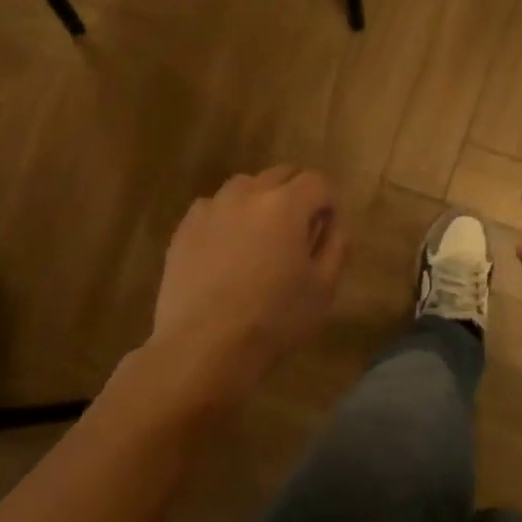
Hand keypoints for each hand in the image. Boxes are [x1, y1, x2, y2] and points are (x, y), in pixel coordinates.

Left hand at [151, 166, 348, 395]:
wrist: (204, 346)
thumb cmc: (274, 319)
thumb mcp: (323, 289)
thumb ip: (336, 247)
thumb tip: (335, 224)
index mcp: (286, 205)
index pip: (316, 182)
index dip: (327, 202)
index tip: (326, 228)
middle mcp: (247, 194)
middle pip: (279, 175)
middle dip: (295, 194)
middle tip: (298, 230)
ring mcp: (211, 209)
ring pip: (243, 186)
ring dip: (259, 200)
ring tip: (260, 235)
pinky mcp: (184, 228)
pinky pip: (212, 208)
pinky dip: (226, 217)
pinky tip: (226, 248)